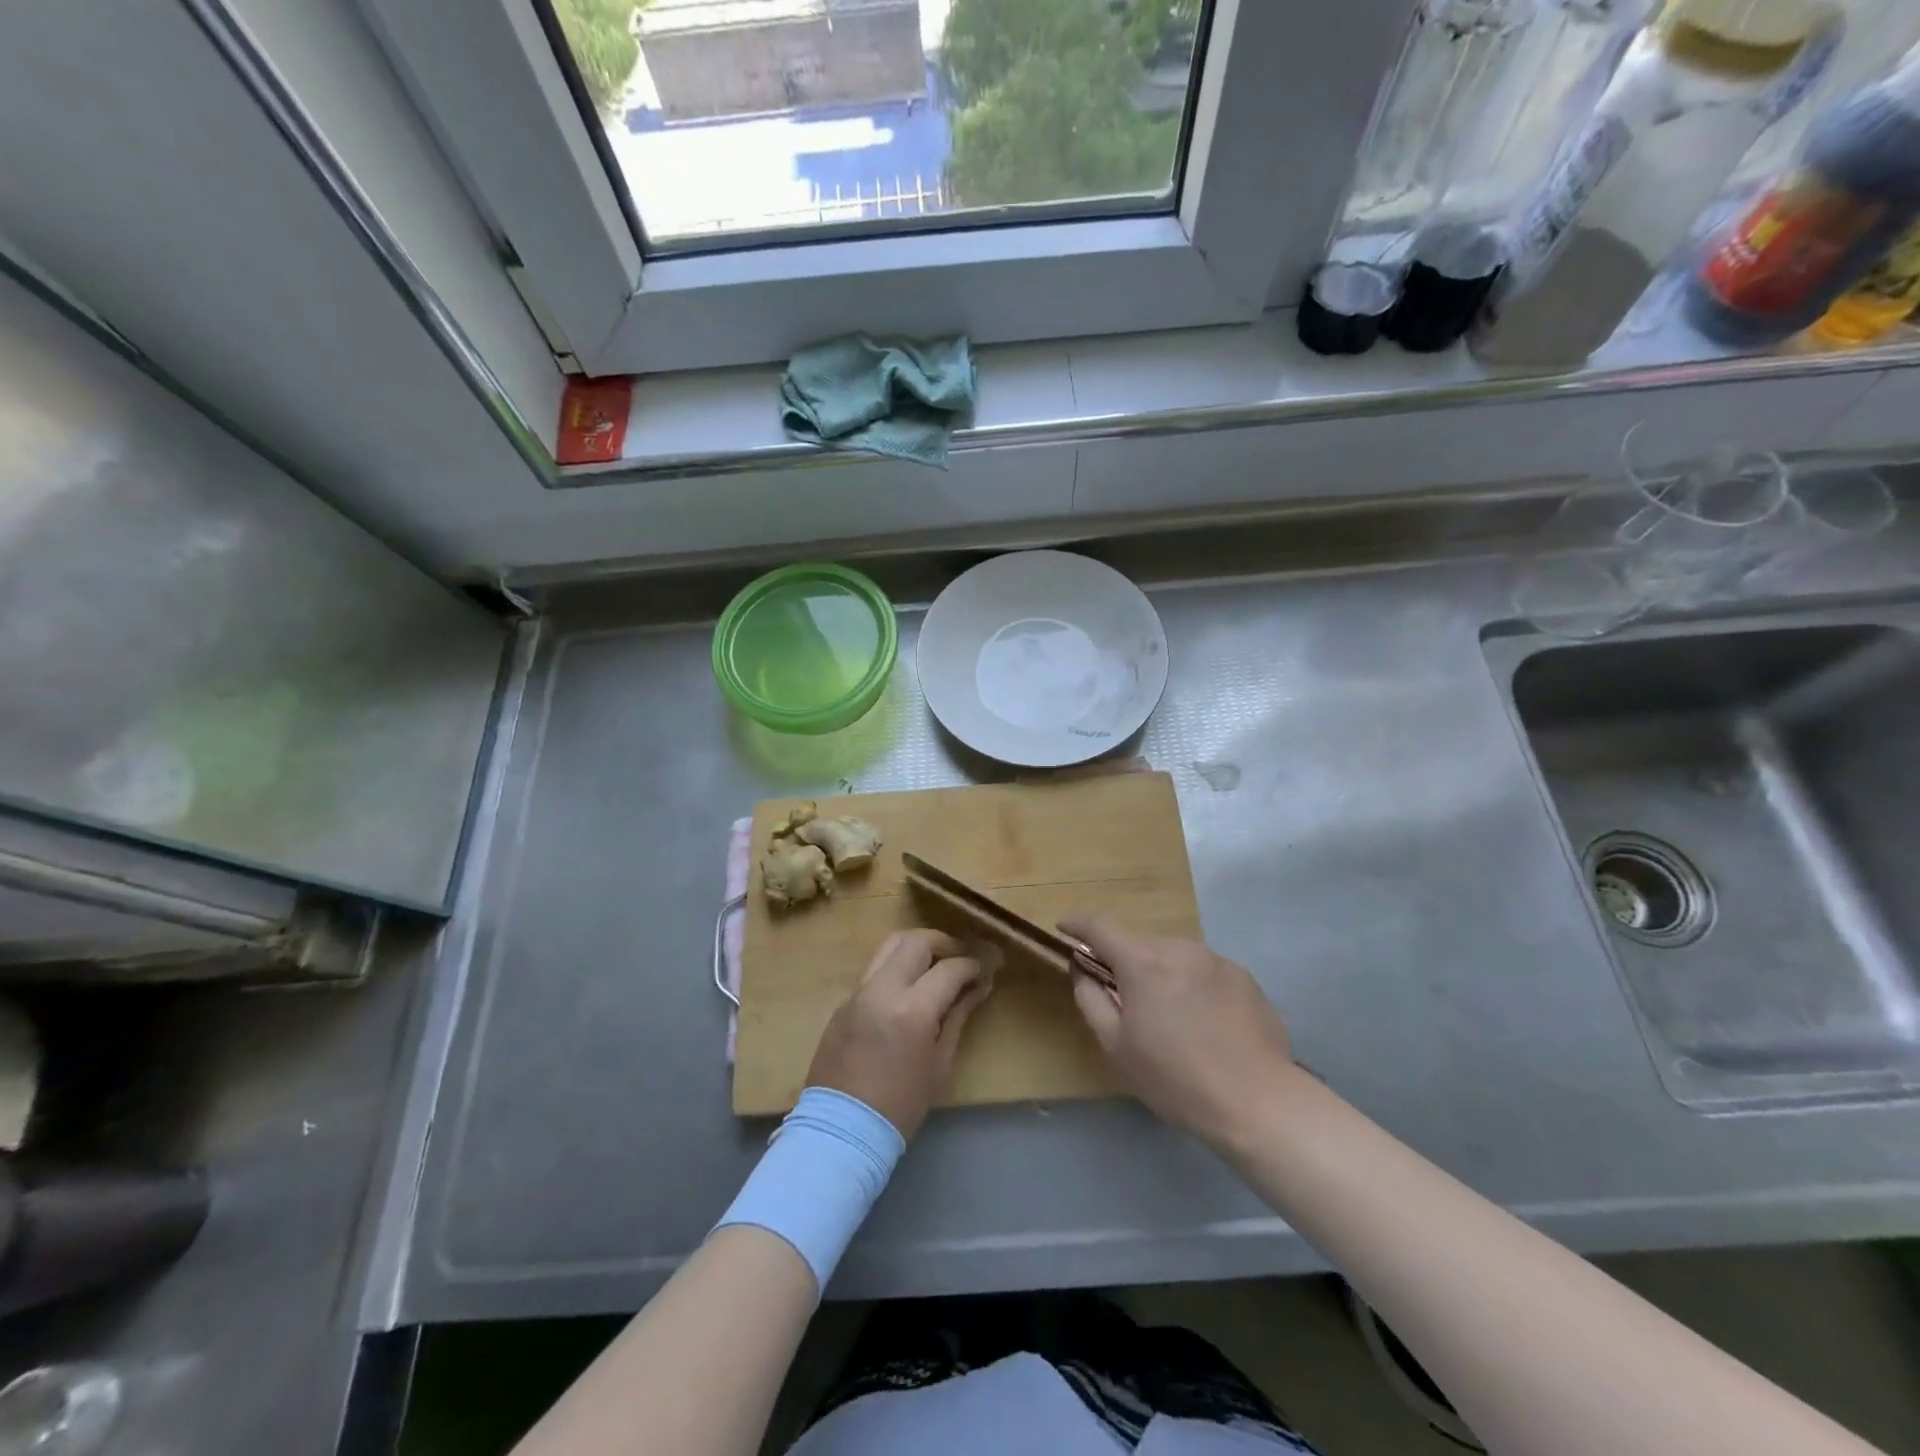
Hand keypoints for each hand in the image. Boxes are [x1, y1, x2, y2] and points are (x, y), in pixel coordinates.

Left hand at [806, 929, 995, 1139]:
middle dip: (946, 943)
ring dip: (918, 946)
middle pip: (917, 941)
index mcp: (912, 1010)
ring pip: (890, 945)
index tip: (989, 965)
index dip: (974, 963)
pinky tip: (910, 985)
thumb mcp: (940, 1064)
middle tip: (963, 956)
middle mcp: (883, 989)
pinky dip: (897, 966)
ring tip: (936, 961)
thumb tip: (978, 987)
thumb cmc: (901, 1105)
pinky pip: (875, 969)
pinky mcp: (844, 1000)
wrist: (841, 1130)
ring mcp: (858, 991)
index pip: (950, 968)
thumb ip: (958, 1016)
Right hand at [1061, 915, 1294, 1149]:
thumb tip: (1082, 970)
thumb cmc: (1176, 1078)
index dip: (1078, 923)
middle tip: (1120, 993)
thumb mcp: (1117, 1046)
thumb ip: (1091, 999)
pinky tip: (1202, 1021)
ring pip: (1173, 954)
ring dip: (1160, 971)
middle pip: (1139, 941)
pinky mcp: (1243, 977)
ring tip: (1167, 1013)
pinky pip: (1203, 970)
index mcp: (1143, 962)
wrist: (1258, 1102)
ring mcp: (1216, 959)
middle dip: (1123, 959)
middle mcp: (1179, 948)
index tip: (1064, 927)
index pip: (1100, 926)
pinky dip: (1191, 984)